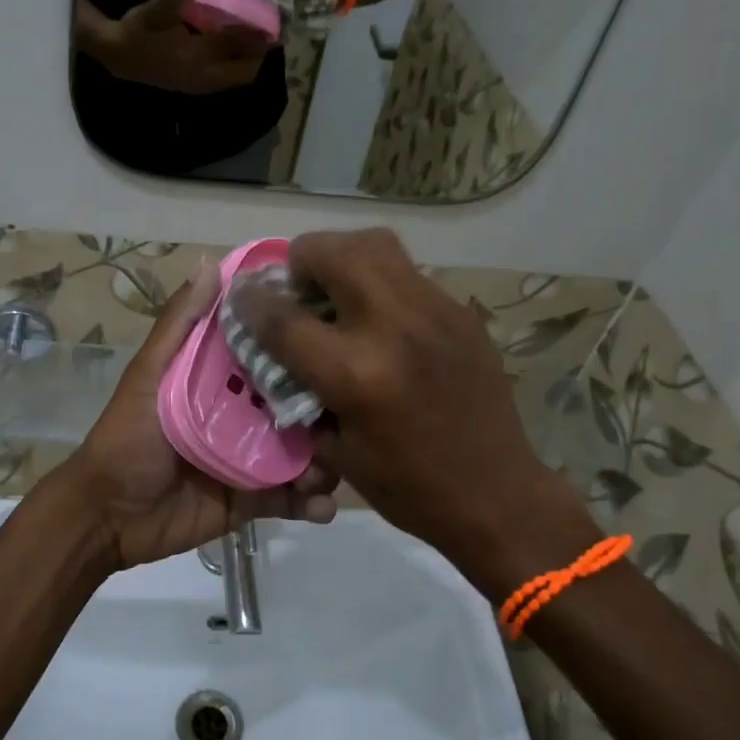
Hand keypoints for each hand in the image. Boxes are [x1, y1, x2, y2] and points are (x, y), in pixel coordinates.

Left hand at [64, 259, 338, 569]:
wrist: (108, 515)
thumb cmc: (127, 437)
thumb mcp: (149, 376)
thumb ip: (179, 325)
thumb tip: (211, 263)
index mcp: (221, 378)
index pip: (271, 353)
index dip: (303, 343)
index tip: (341, 331)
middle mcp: (244, 413)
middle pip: (297, 404)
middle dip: (325, 411)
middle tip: (348, 415)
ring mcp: (252, 457)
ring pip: (304, 452)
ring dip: (326, 460)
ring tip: (331, 469)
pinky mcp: (254, 499)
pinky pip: (292, 499)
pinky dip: (313, 503)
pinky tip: (322, 505)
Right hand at [93, 0, 270, 95]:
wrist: (115, 56)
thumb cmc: (134, 33)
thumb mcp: (150, 12)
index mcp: (195, 61)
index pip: (235, 52)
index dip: (256, 39)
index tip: (272, 22)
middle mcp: (201, 78)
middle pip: (242, 73)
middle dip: (258, 54)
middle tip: (268, 30)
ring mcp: (198, 85)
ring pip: (234, 77)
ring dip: (247, 60)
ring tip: (256, 36)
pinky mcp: (194, 84)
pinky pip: (224, 77)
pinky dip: (234, 63)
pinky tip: (234, 44)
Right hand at [231, 230, 599, 598]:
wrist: (498, 494)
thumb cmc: (409, 487)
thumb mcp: (337, 451)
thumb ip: (300, 393)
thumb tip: (277, 350)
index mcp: (355, 374)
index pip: (284, 317)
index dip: (251, 300)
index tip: (241, 293)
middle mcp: (393, 328)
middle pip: (333, 252)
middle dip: (301, 258)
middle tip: (298, 285)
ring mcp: (434, 312)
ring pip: (376, 244)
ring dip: (342, 255)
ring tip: (336, 288)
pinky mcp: (461, 312)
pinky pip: (408, 272)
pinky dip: (380, 280)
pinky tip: (380, 316)